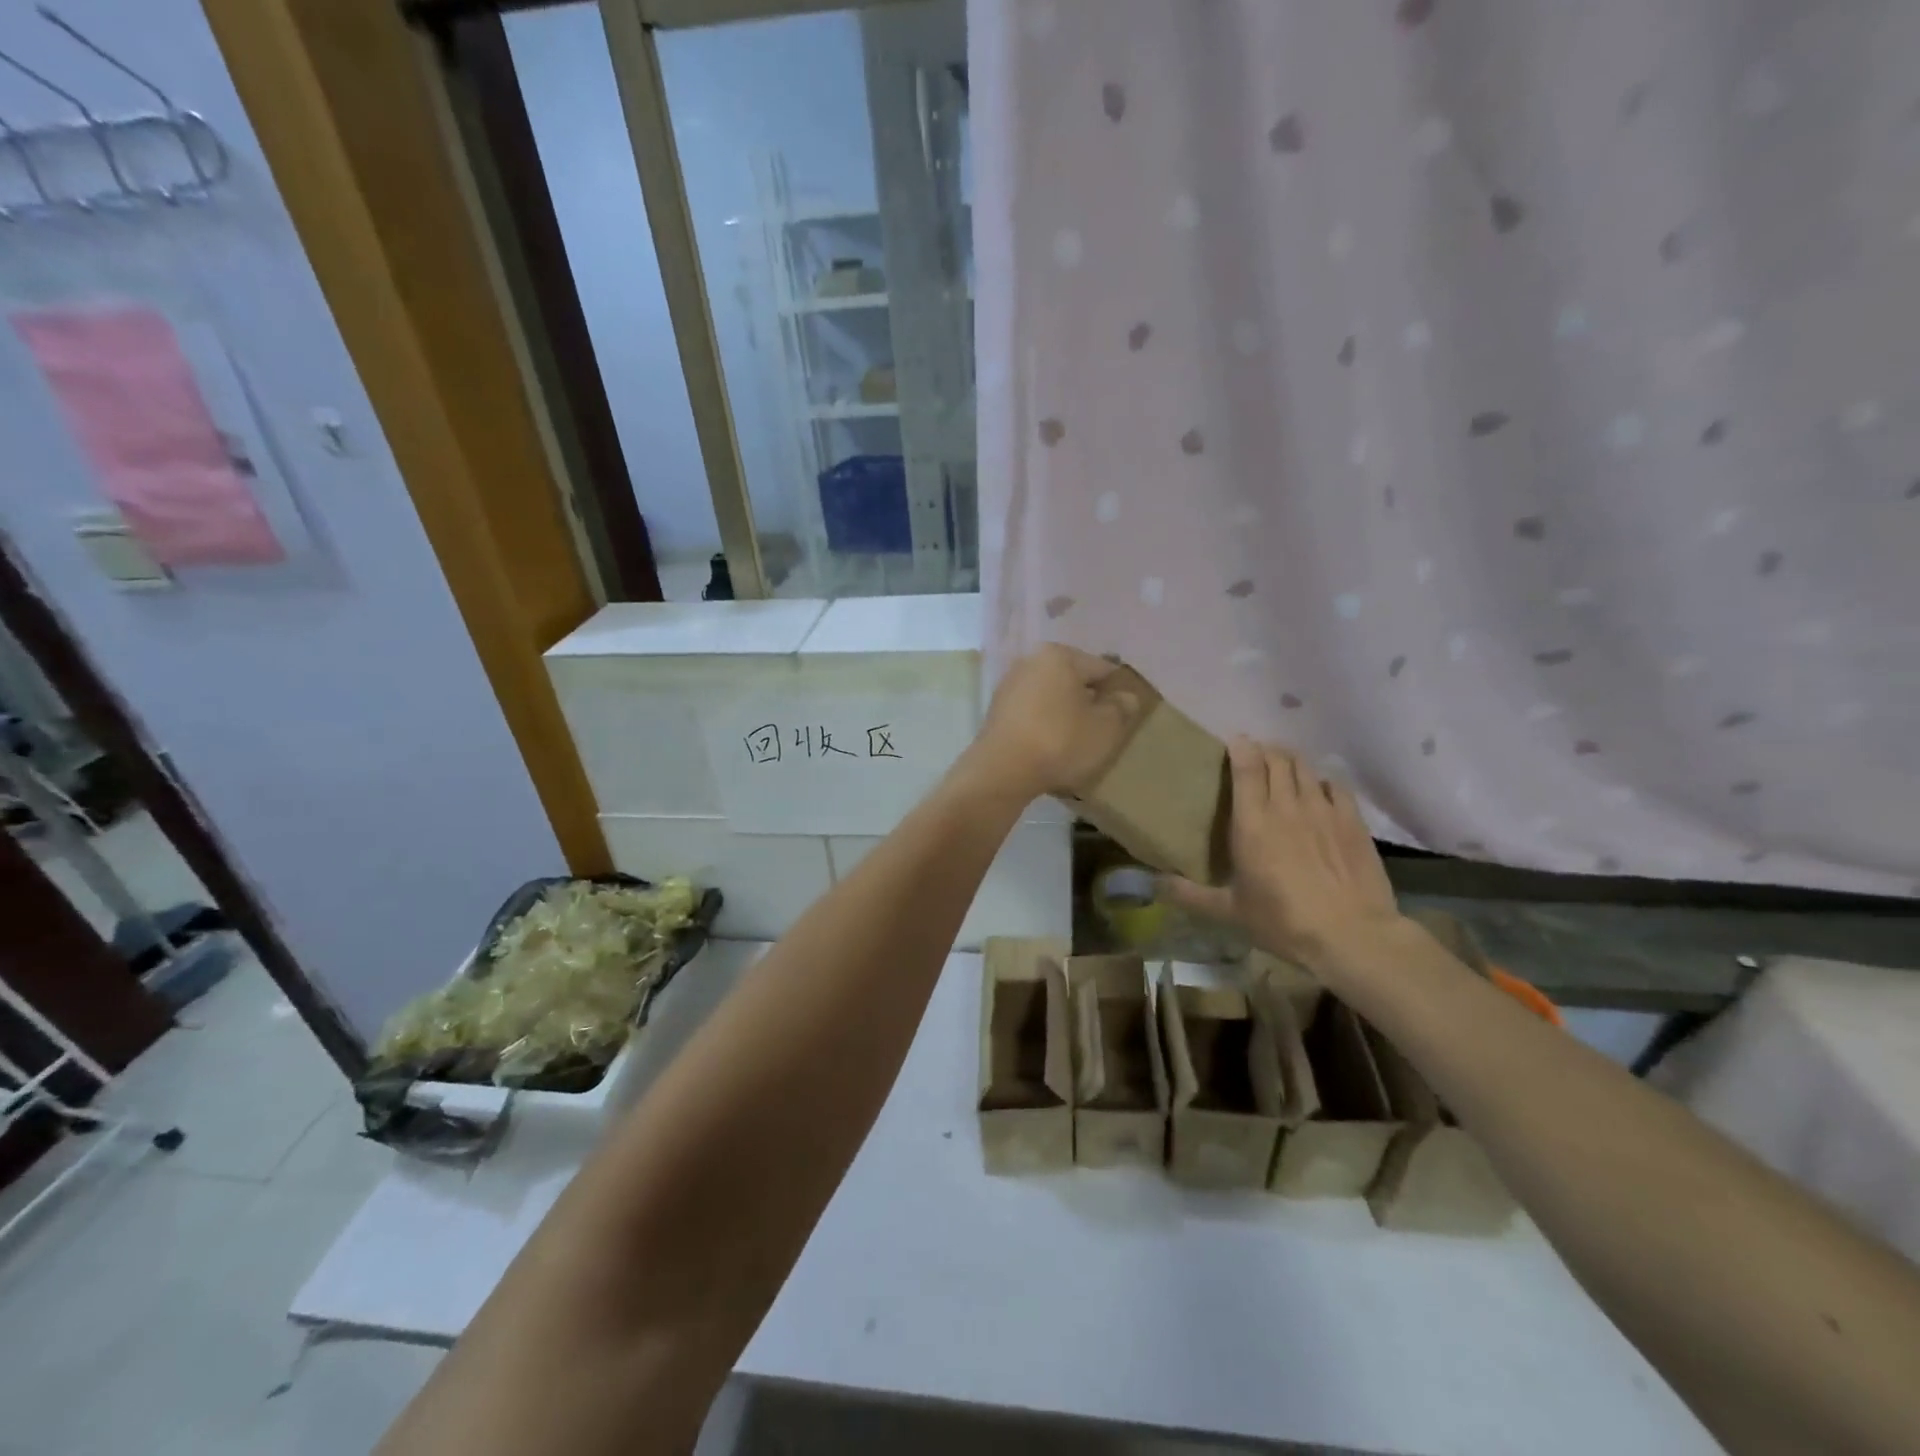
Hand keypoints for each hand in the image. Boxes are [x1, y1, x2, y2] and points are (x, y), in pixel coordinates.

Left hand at [967, 644, 1140, 803]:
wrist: (1002, 771)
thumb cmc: (1060, 741)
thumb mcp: (1105, 728)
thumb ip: (1121, 708)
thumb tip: (1125, 697)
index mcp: (1059, 655)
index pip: (1101, 668)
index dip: (1117, 692)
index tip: (1125, 717)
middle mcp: (1030, 661)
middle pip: (1073, 680)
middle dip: (1089, 702)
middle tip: (1102, 732)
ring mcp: (1009, 686)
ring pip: (1051, 698)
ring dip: (1066, 715)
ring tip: (1078, 743)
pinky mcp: (997, 712)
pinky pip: (1032, 714)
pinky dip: (1044, 726)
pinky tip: (1051, 748)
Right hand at [1163, 737, 1401, 971]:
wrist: (1352, 935)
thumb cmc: (1284, 922)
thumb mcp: (1230, 912)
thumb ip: (1190, 894)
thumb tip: (1154, 884)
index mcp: (1252, 822)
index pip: (1247, 767)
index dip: (1240, 748)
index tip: (1233, 742)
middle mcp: (1287, 806)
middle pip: (1277, 758)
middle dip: (1265, 751)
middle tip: (1256, 758)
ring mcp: (1323, 810)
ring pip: (1305, 767)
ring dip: (1291, 761)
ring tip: (1284, 768)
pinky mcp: (1353, 821)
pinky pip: (1336, 785)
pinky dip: (1322, 781)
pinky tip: (1319, 791)